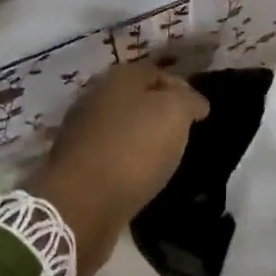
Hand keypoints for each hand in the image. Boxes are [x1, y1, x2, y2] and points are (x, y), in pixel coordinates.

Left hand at [28, 62, 209, 275]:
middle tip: (183, 132)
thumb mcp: (174, 114)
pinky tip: (140, 174)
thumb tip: (195, 103)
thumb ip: (188, 101)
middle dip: (159, 111)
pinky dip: (126, 159)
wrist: (82, 202)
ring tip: (165, 155)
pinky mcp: (75, 163)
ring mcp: (81, 131)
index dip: (182, 88)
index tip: (200, 112)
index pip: (157, 72)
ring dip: (141, 136)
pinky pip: (110, 153)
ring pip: (121, 126)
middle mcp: (95, 97)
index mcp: (118, 77)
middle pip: (135, 98)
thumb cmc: (133, 148)